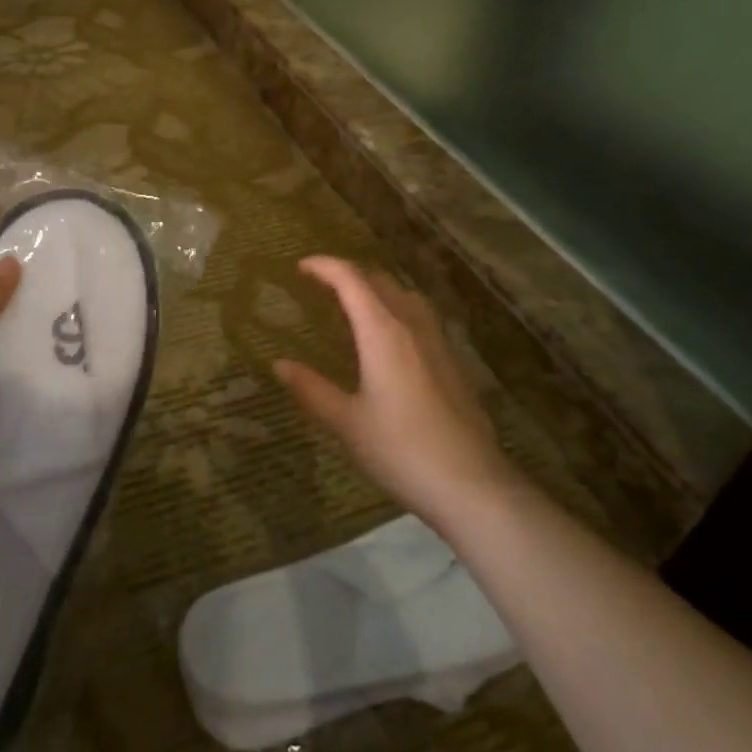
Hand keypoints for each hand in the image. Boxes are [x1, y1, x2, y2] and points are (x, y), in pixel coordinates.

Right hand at [276, 256, 517, 528]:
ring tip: (354, 305)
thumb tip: (279, 364)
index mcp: (383, 332)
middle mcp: (412, 326)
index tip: (300, 266)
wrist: (471, 485)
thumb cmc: (401, 450)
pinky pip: (420, 317)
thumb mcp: (346, 422)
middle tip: (321, 286)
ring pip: (405, 296)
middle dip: (349, 274)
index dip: (324, 266)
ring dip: (377, 289)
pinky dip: (396, 310)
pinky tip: (389, 340)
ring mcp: (438, 342)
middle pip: (380, 281)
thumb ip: (311, 389)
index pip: (351, 280)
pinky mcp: (453, 362)